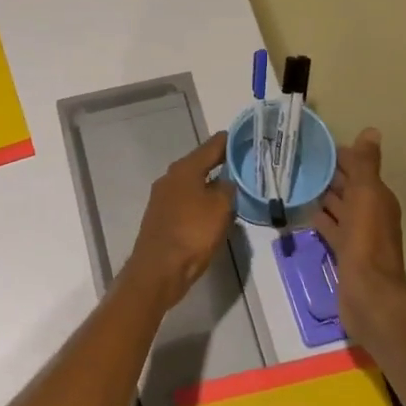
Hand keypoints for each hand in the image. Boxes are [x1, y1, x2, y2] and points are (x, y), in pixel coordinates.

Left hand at [122, 132, 236, 308]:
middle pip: (200, 163)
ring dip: (211, 183)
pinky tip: (214, 210)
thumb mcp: (220, 208)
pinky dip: (201, 201)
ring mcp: (163, 198)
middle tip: (245, 162)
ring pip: (193, 183)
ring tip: (234, 186)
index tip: (247, 136)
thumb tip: (226, 181)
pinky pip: (187, 201)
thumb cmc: (192, 233)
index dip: (230, 140)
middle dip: (221, 162)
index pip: (211, 146)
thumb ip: (227, 188)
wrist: (159, 269)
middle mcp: (170, 178)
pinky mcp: (162, 217)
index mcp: (184, 169)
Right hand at [311, 128, 405, 346]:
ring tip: (296, 182)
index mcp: (378, 198)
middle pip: (348, 187)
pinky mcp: (345, 253)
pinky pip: (331, 228)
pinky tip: (303, 212)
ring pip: (339, 208)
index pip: (358, 168)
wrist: (368, 294)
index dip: (340, 155)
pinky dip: (320, 219)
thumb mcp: (366, 195)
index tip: (314, 145)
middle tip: (297, 161)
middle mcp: (371, 213)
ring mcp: (358, 235)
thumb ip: (366, 165)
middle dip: (329, 174)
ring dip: (323, 196)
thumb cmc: (366, 241)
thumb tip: (372, 131)